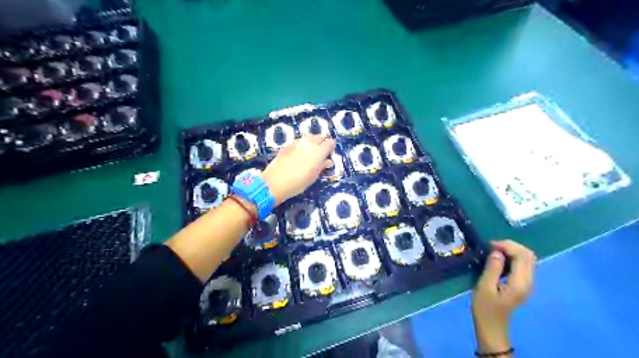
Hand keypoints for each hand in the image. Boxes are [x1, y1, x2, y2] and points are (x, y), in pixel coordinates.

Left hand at [262, 136, 336, 205]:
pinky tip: (299, 154)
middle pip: (319, 137)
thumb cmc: (298, 183)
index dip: (331, 148)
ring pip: (309, 137)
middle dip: (322, 142)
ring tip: (310, 152)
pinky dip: (302, 145)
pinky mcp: (287, 145)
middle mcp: (309, 143)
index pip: (330, 142)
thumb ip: (322, 166)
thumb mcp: (313, 176)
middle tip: (321, 153)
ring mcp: (297, 142)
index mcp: (319, 151)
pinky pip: (299, 141)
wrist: (275, 182)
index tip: (329, 154)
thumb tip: (328, 161)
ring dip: (312, 142)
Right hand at [470, 239, 534, 353]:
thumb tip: (497, 252)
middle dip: (511, 246)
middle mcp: (529, 281)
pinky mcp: (522, 283)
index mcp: (520, 282)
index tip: (489, 245)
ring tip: (494, 250)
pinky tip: (499, 259)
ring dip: (512, 250)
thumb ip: (492, 268)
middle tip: (492, 246)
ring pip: (527, 258)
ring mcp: (527, 283)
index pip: (522, 256)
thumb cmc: (485, 307)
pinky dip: (512, 257)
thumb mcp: (484, 287)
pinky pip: (523, 264)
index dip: (507, 246)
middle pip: (528, 255)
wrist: (491, 326)